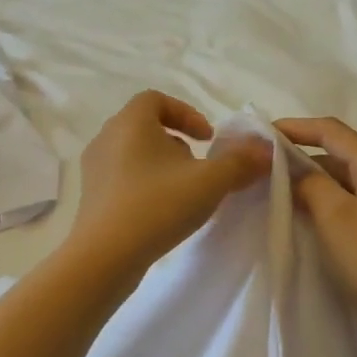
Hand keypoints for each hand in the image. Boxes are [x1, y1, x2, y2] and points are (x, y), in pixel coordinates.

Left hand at [70, 91, 269, 274]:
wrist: (104, 257)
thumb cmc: (157, 206)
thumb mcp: (209, 182)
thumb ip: (241, 162)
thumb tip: (265, 149)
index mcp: (130, 123)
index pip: (156, 99)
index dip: (186, 113)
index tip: (208, 139)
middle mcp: (107, 138)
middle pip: (146, 127)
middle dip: (178, 142)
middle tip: (199, 167)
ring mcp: (94, 169)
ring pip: (134, 154)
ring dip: (162, 165)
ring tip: (183, 192)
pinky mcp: (91, 197)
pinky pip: (123, 179)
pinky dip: (145, 185)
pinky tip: (162, 212)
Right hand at [275, 117, 356, 356]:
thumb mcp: (334, 216)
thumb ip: (311, 185)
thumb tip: (298, 174)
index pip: (333, 132)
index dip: (297, 127)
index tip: (263, 134)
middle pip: (340, 155)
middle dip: (302, 156)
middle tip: (264, 167)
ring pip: (345, 182)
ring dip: (313, 183)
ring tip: (277, 192)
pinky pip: (351, 206)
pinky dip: (326, 205)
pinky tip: (305, 219)